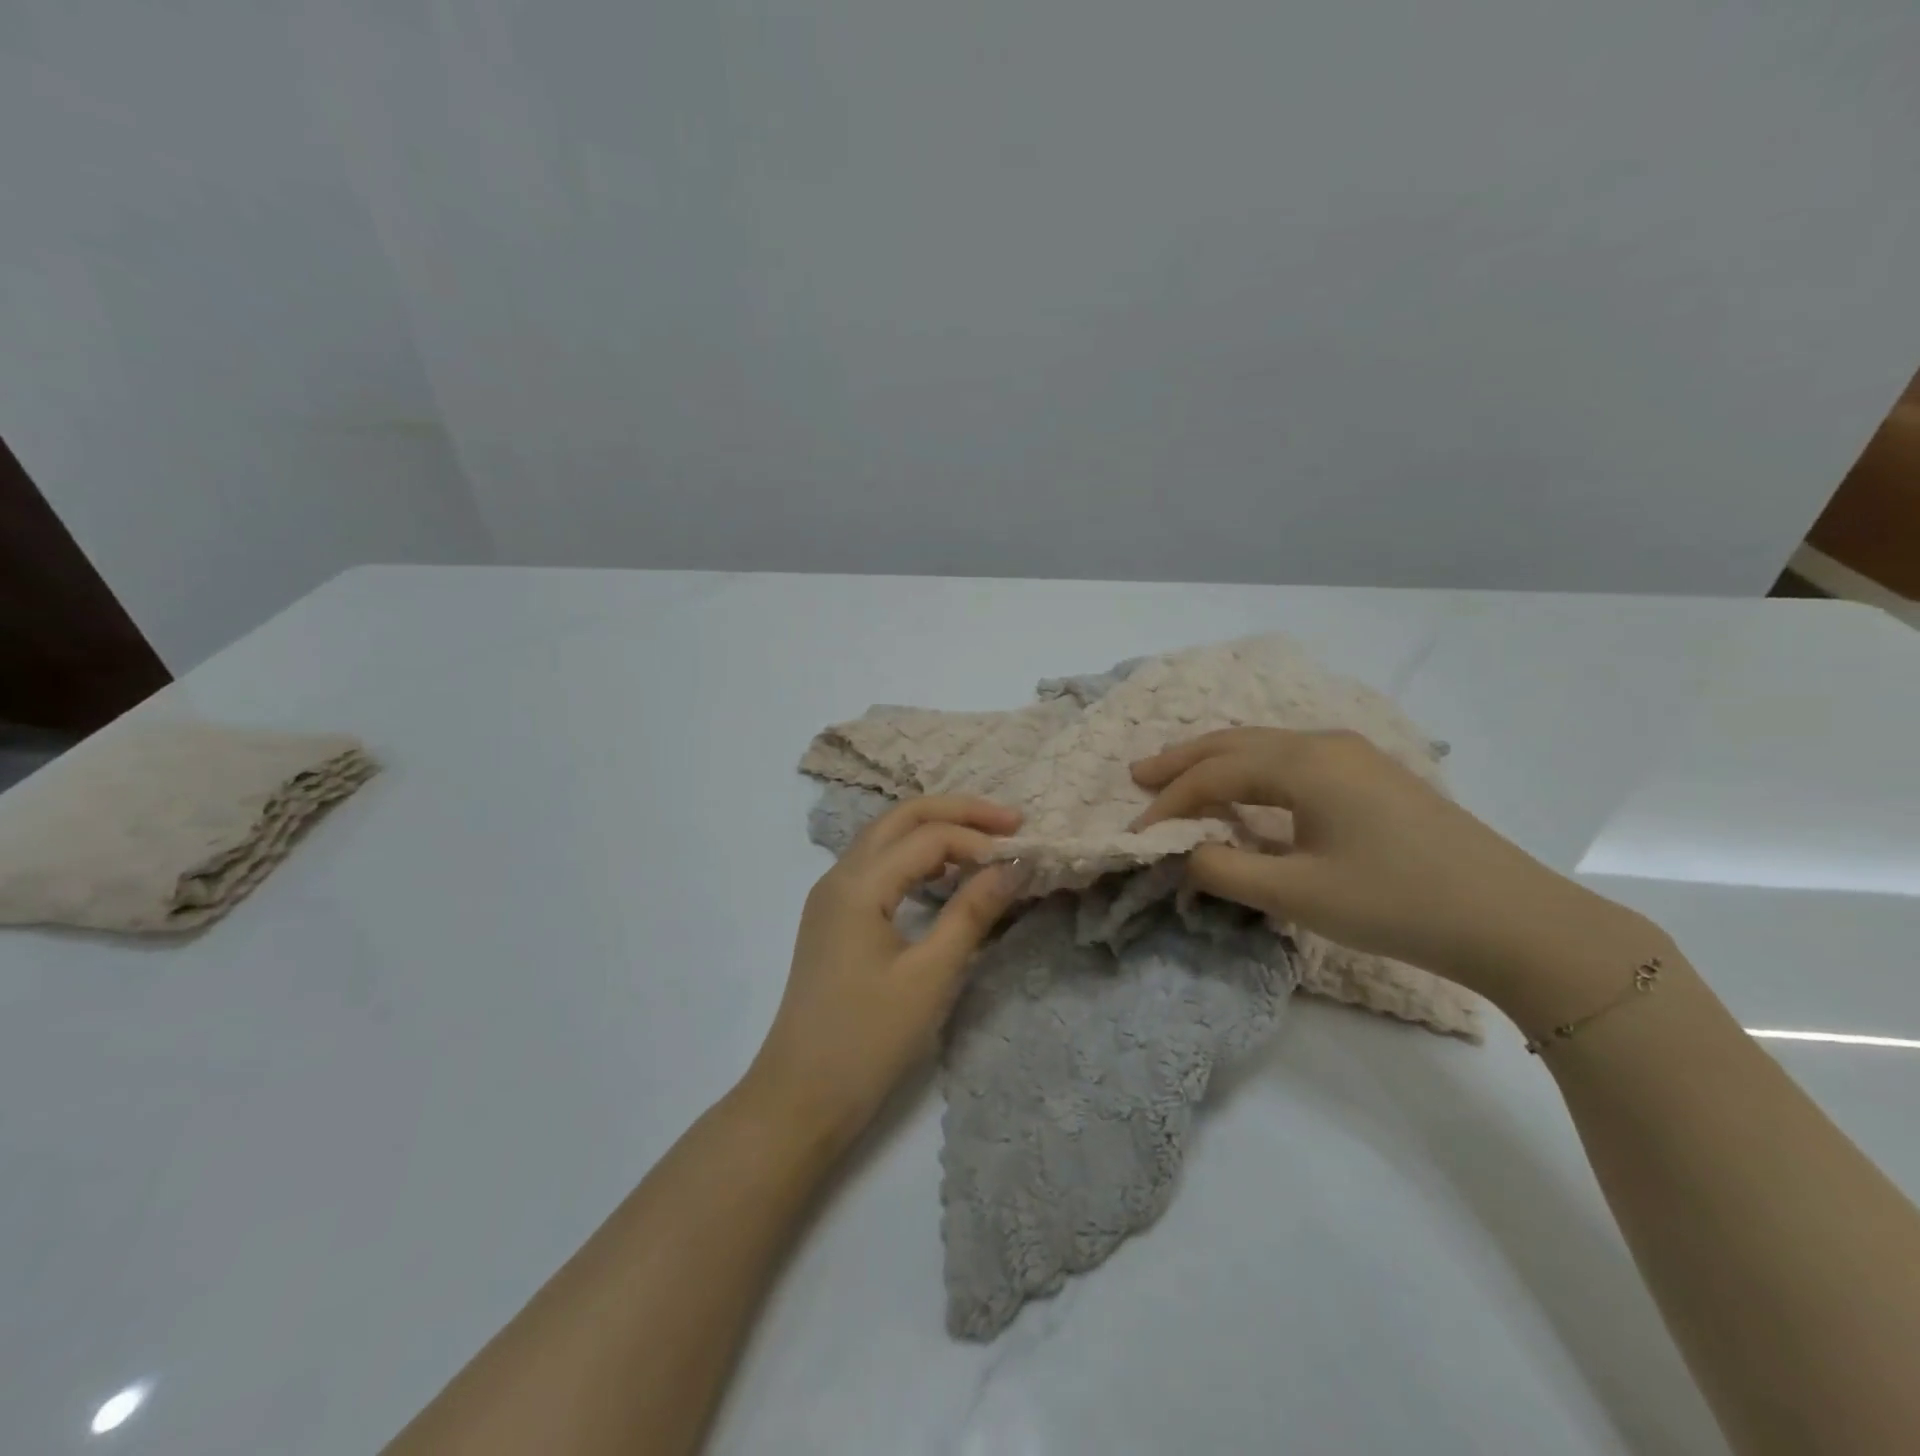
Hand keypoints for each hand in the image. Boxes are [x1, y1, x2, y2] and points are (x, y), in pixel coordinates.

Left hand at [745, 796, 1021, 1149]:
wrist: (800, 1096)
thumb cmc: (868, 1039)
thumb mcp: (931, 976)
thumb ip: (972, 912)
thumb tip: (1012, 865)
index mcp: (857, 884)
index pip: (928, 837)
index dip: (978, 839)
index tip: (1021, 857)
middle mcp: (839, 876)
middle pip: (901, 818)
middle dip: (957, 812)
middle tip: (1010, 822)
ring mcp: (832, 896)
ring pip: (887, 838)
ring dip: (936, 831)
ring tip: (984, 842)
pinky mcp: (834, 918)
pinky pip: (879, 866)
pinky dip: (916, 858)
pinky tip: (944, 876)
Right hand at [1131, 729, 1656, 1015]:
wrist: (1514, 920)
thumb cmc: (1397, 903)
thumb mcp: (1299, 895)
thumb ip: (1226, 871)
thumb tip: (1183, 854)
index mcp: (1305, 764)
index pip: (1214, 774)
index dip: (1169, 803)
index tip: (1136, 832)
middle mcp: (1325, 745)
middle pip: (1235, 743)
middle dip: (1183, 760)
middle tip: (1139, 775)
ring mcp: (1355, 757)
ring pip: (1266, 747)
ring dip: (1217, 762)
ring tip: (1180, 778)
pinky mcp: (1374, 777)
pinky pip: (1292, 760)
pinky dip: (1253, 771)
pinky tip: (1247, 790)